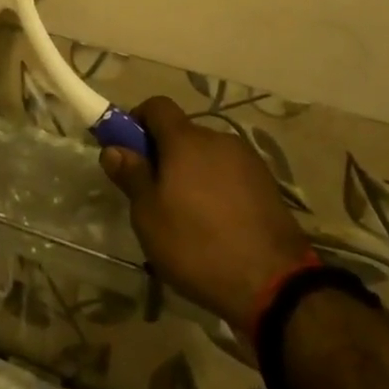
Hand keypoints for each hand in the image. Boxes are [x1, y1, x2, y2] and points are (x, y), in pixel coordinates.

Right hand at [100, 98, 313, 330]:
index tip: (128, 149)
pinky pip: (230, 174)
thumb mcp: (150, 217)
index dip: (138, 120)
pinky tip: (217, 224)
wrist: (274, 282)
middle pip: (183, 133)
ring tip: (188, 216)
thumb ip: (131, 176)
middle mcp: (218, 139)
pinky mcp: (267, 183)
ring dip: (193, 172)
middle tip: (154, 194)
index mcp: (186, 140)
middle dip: (165, 154)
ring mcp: (247, 160)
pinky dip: (217, 188)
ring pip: (208, 155)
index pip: (157, 106)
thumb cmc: (197, 246)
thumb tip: (114, 148)